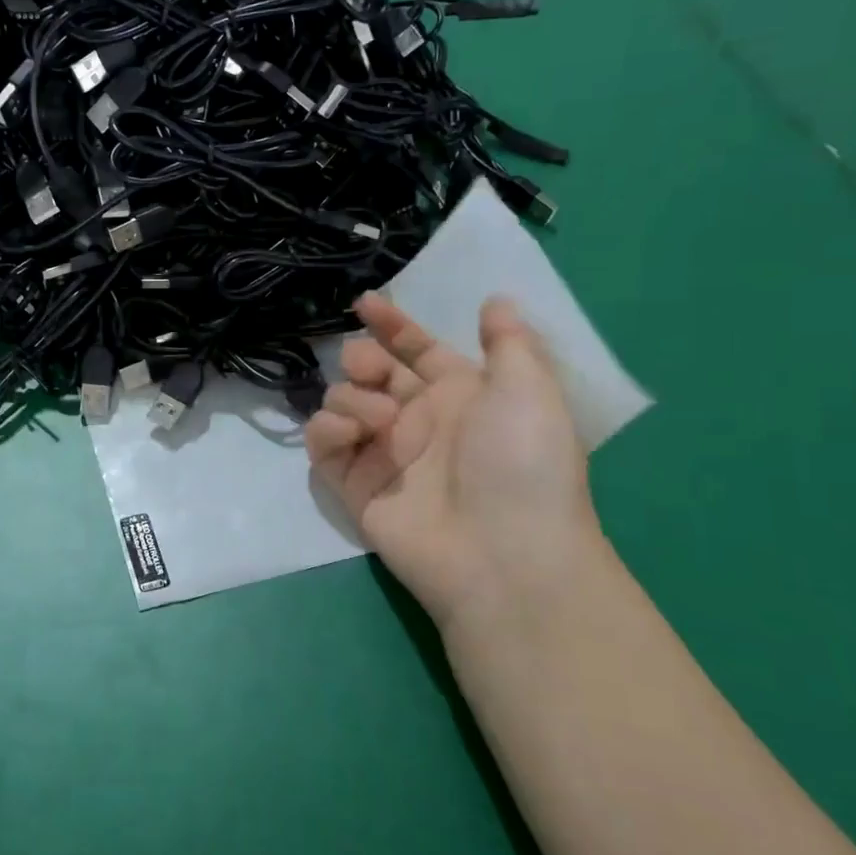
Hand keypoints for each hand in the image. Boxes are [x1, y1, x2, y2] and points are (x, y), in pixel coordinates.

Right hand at [307, 294, 602, 632]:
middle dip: (361, 358)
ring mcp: (383, 454)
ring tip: (379, 418)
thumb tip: (497, 300)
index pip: (417, 351)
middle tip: (366, 366)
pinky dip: (328, 429)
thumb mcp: (531, 390)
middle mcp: (418, 420)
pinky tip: (351, 432)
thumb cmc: (523, 463)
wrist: (503, 554)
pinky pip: (324, 445)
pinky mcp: (354, 486)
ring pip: (342, 402)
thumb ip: (508, 341)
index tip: (365, 304)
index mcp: (460, 395)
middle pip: (371, 373)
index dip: (393, 326)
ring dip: (352, 396)